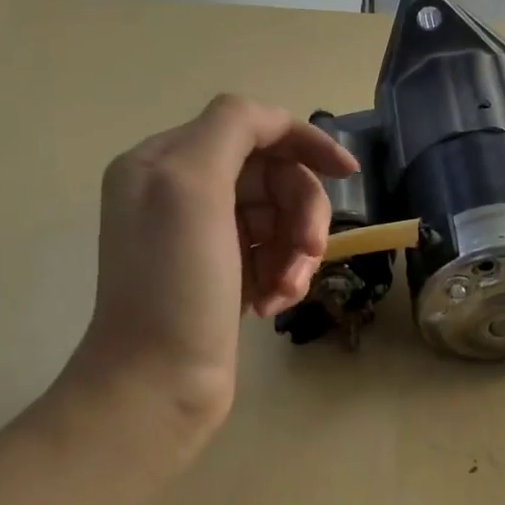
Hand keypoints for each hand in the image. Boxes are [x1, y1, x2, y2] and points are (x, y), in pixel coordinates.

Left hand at [59, 95, 358, 441]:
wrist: (157, 384)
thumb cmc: (176, 285)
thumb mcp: (191, 188)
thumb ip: (231, 129)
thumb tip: (271, 120)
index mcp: (165, 160)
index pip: (249, 126)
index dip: (302, 142)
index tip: (347, 173)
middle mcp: (180, 190)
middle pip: (271, 176)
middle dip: (300, 213)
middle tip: (307, 254)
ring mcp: (202, 235)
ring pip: (278, 217)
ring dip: (295, 251)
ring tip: (285, 290)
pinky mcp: (221, 273)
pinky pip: (271, 253)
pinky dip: (282, 274)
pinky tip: (272, 305)